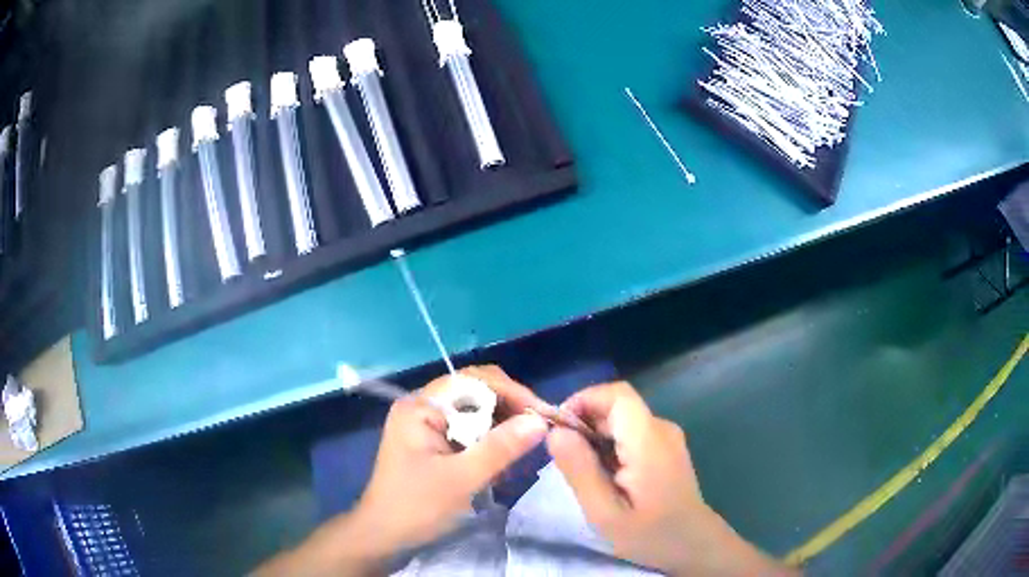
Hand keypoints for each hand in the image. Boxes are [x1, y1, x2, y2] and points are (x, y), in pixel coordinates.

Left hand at [354, 366, 548, 553]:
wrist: (383, 535)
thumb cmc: (417, 507)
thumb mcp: (462, 479)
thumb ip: (500, 448)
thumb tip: (540, 421)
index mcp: (421, 406)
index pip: (474, 381)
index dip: (511, 392)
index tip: (542, 415)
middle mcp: (422, 406)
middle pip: (475, 392)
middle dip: (509, 409)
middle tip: (538, 431)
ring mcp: (426, 424)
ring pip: (475, 412)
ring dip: (501, 427)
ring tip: (523, 448)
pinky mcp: (431, 441)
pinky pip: (468, 430)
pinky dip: (488, 442)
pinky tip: (501, 462)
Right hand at [547, 382, 792, 575]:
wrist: (694, 545)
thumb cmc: (650, 534)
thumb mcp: (605, 512)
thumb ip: (580, 470)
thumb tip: (555, 431)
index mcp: (649, 441)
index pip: (616, 394)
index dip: (583, 400)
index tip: (557, 427)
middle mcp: (661, 429)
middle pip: (617, 405)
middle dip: (584, 422)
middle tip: (563, 458)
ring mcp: (667, 437)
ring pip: (622, 419)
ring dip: (595, 436)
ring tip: (582, 471)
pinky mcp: (666, 448)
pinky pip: (631, 433)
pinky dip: (610, 445)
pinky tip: (604, 475)